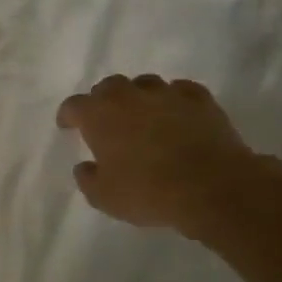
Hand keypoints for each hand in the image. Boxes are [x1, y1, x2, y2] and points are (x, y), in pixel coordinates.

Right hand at [56, 75, 263, 237]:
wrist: (213, 187)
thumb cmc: (149, 192)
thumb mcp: (104, 197)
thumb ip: (87, 178)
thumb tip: (85, 166)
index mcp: (98, 115)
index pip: (74, 105)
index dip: (68, 115)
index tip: (68, 126)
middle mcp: (129, 96)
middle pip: (108, 86)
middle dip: (103, 101)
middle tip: (106, 121)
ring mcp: (166, 94)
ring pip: (144, 84)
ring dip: (138, 97)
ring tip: (143, 115)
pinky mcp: (200, 100)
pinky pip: (180, 90)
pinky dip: (174, 99)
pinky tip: (177, 113)